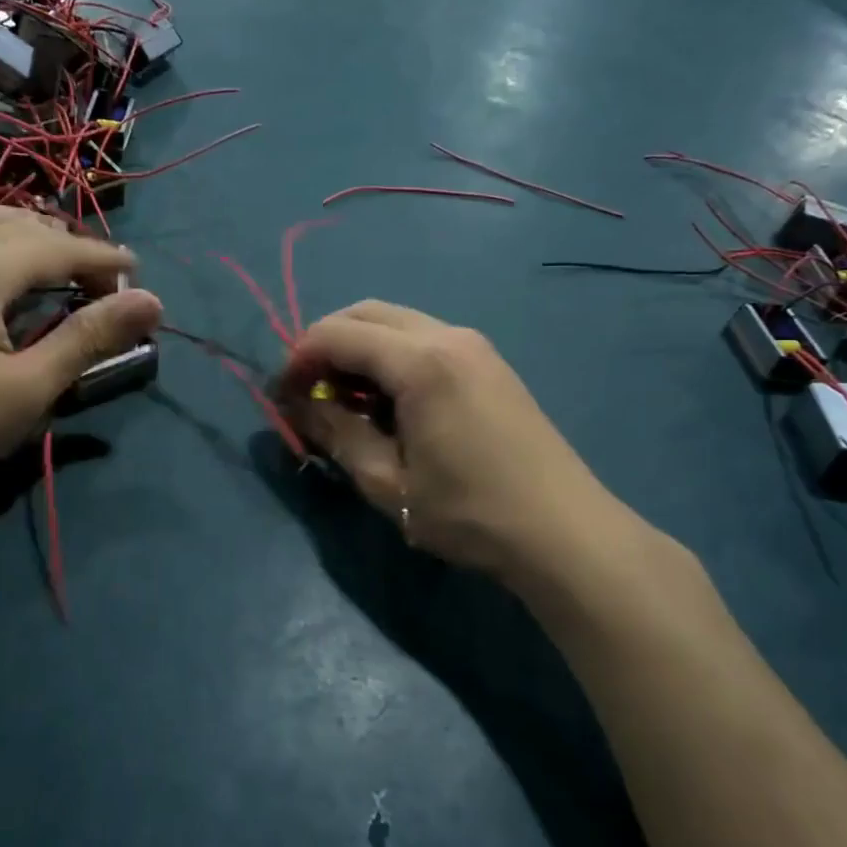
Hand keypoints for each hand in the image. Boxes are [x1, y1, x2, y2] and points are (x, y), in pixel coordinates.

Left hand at [0, 207, 162, 501]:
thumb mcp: (25, 389)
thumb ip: (88, 339)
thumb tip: (151, 302)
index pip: (63, 247)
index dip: (106, 260)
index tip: (138, 274)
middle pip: (26, 224)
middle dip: (73, 246)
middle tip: (102, 282)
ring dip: (32, 235)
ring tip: (57, 265)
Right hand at [282, 301, 622, 583]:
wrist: (564, 532)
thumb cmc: (470, 513)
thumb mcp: (388, 482)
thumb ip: (337, 434)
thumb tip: (299, 405)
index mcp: (421, 361)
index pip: (337, 334)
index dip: (299, 359)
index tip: (282, 398)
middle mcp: (448, 335)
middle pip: (366, 313)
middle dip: (325, 344)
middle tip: (309, 393)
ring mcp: (474, 345)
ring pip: (396, 323)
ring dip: (359, 349)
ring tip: (345, 402)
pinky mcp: (488, 362)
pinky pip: (423, 339)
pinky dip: (390, 357)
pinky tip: (389, 403)